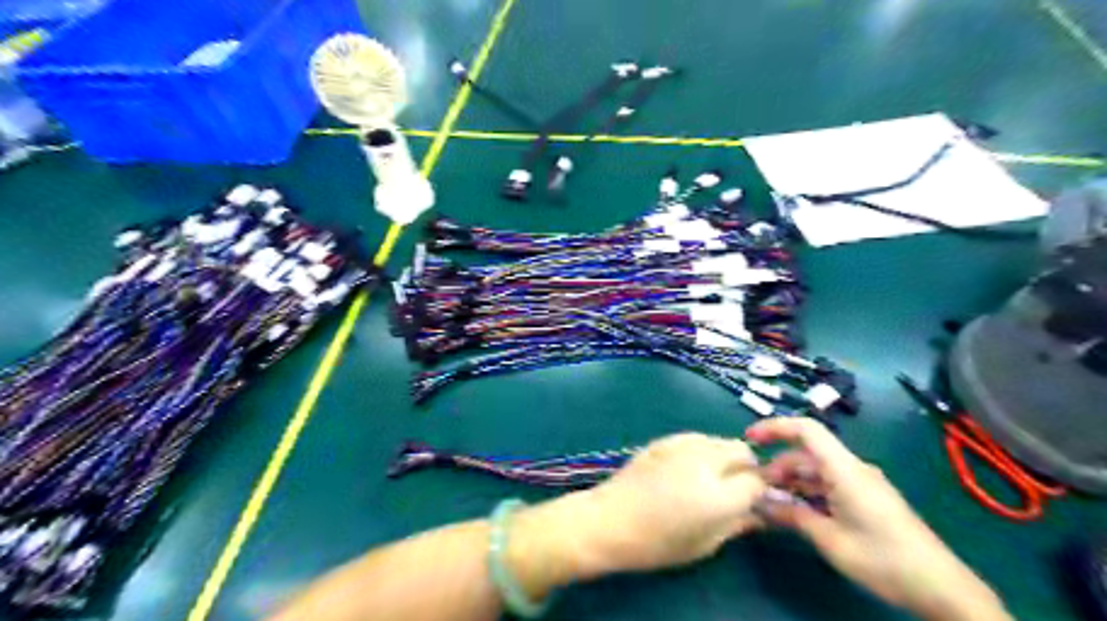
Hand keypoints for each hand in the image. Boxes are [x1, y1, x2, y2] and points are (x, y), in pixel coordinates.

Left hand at [504, 433, 766, 597]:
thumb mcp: (703, 544)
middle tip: (735, 486)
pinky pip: (697, 438)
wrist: (609, 519)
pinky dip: (703, 450)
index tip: (754, 499)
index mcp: (717, 494)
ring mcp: (682, 445)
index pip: (757, 480)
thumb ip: (737, 524)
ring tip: (711, 476)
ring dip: (725, 456)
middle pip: (742, 451)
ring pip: (720, 440)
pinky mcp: (665, 438)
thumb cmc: (656, 542)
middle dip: (746, 467)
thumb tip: (760, 514)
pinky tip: (689, 467)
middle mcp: (704, 461)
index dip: (760, 490)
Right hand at [744, 417, 1008, 620]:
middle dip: (777, 466)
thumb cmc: (883, 558)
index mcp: (845, 469)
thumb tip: (759, 501)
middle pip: (807, 454)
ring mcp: (862, 484)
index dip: (775, 427)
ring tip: (770, 504)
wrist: (942, 588)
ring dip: (791, 483)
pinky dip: (808, 494)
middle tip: (755, 489)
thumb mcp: (830, 539)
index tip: (749, 439)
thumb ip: (792, 515)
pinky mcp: (868, 500)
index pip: (806, 430)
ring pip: (816, 472)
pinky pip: (829, 486)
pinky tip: (795, 513)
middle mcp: (853, 469)